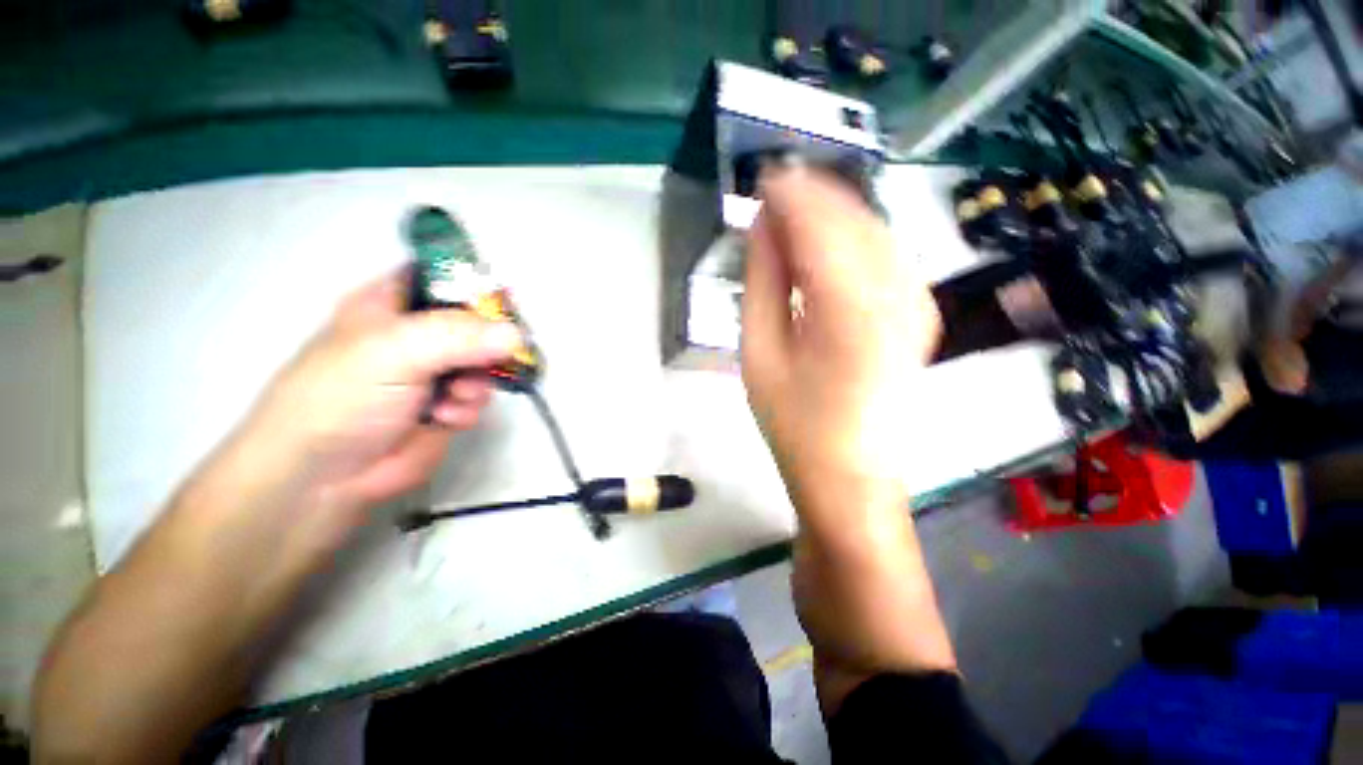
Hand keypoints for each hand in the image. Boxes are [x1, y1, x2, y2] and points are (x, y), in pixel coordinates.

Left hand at [237, 271, 521, 524]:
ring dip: (477, 381)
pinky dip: (468, 408)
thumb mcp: (395, 351)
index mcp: (393, 305)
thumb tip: (517, 334)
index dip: (476, 288)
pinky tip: (446, 418)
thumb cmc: (343, 396)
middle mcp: (417, 336)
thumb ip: (458, 336)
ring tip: (456, 398)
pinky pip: (478, 397)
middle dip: (487, 345)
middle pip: (475, 325)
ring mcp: (433, 374)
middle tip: (489, 359)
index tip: (506, 306)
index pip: (444, 279)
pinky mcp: (446, 408)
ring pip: (483, 363)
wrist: (323, 477)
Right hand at [741, 168, 940, 507]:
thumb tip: (763, 224)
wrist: (850, 473)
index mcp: (849, 309)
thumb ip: (763, 281)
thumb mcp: (759, 352)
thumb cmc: (794, 422)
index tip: (760, 177)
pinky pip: (886, 251)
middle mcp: (897, 293)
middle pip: (852, 214)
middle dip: (810, 194)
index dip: (788, 191)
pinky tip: (825, 243)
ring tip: (790, 214)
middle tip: (770, 193)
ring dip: (831, 211)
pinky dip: (852, 235)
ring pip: (873, 226)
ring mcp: (917, 300)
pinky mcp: (920, 310)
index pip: (819, 220)